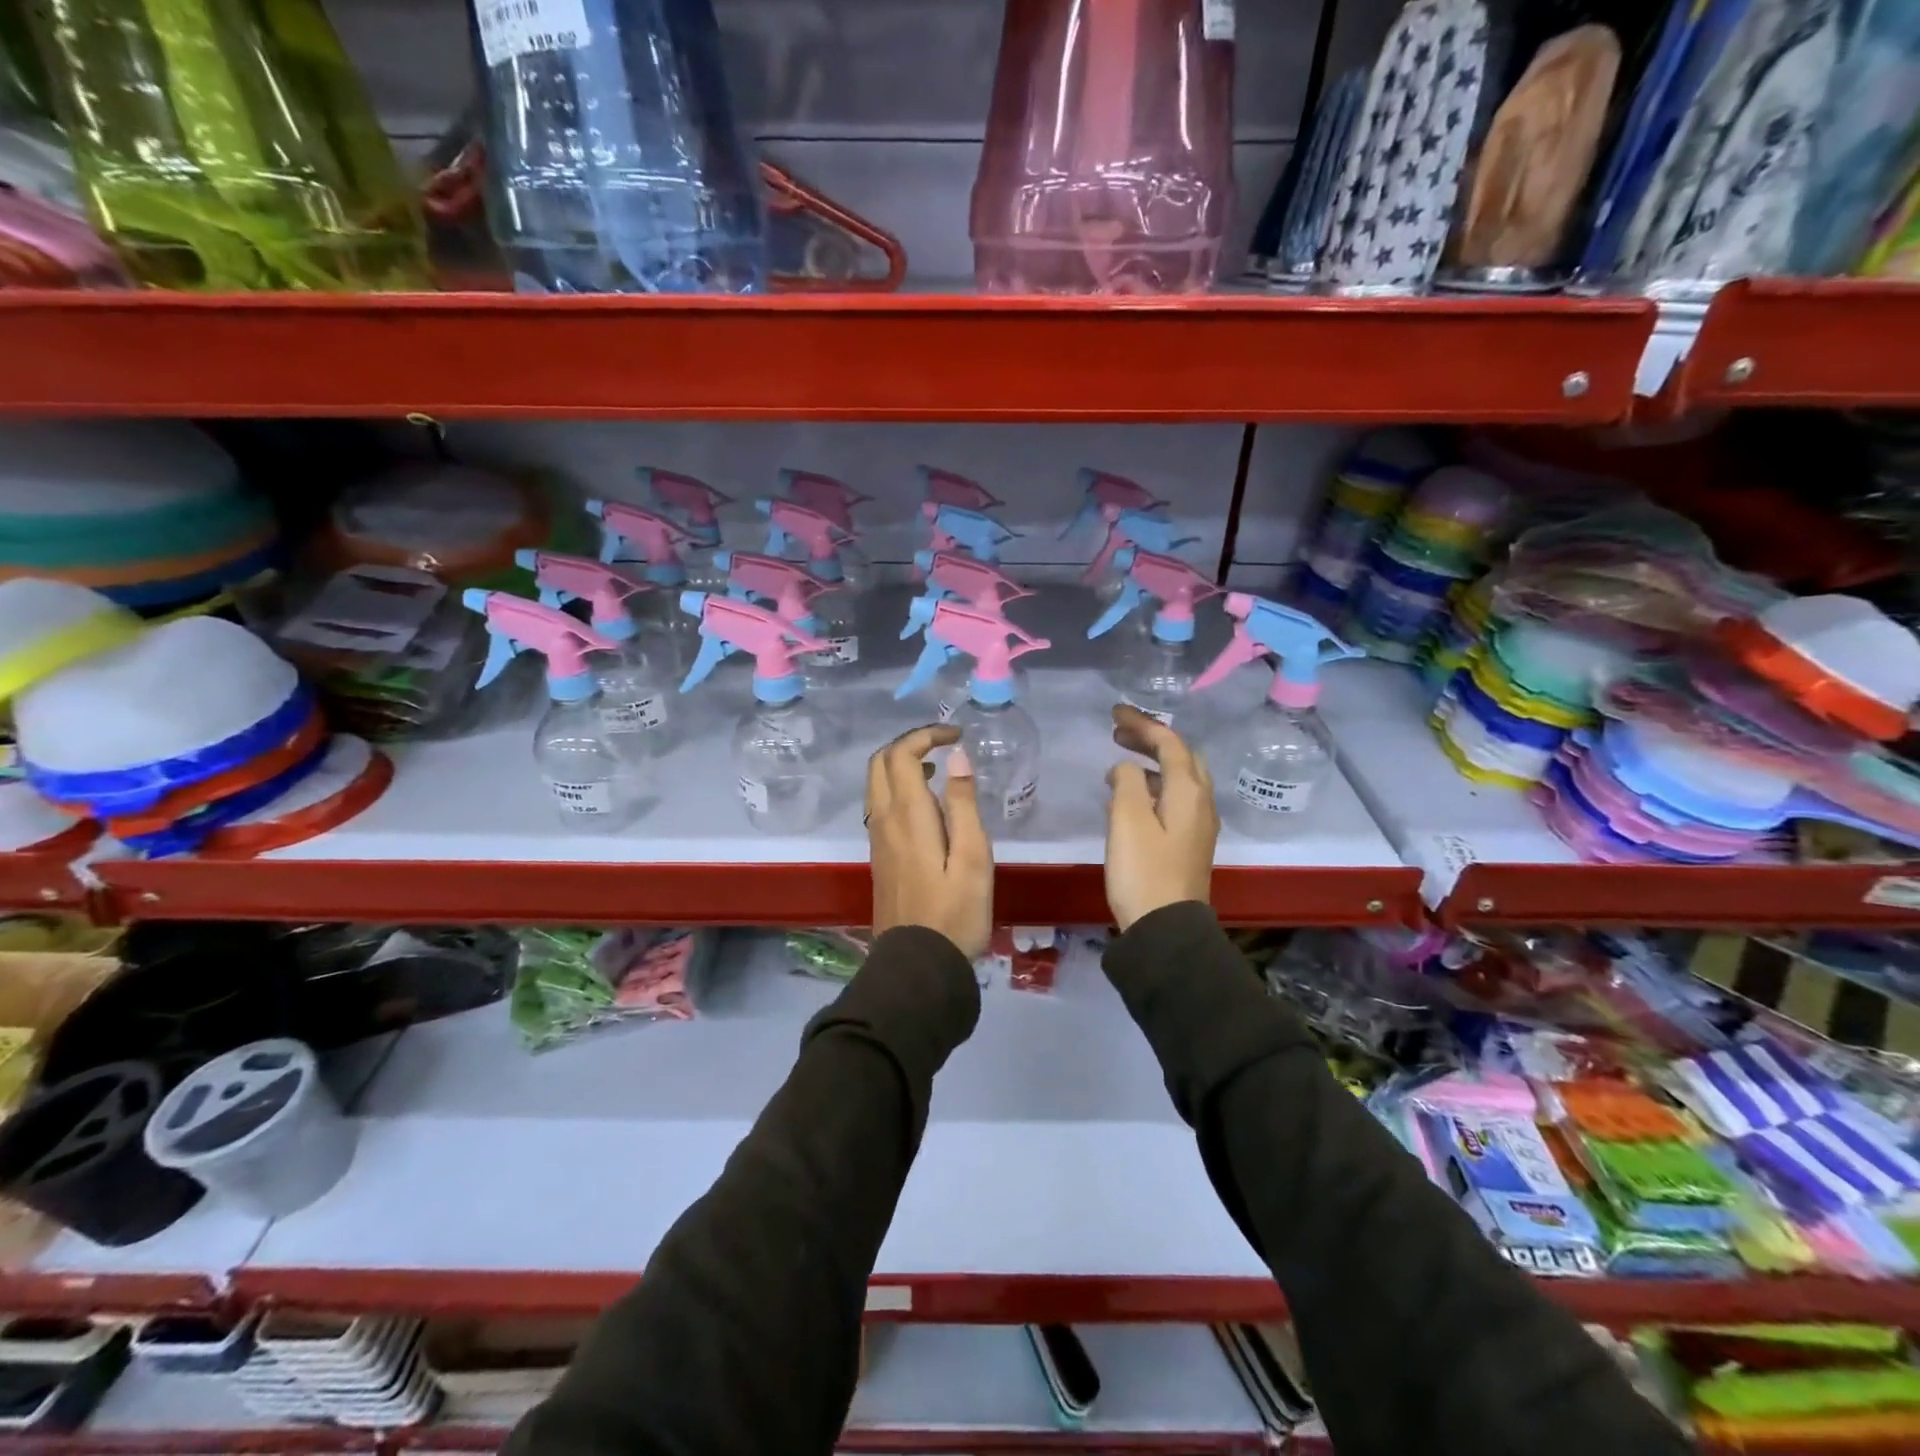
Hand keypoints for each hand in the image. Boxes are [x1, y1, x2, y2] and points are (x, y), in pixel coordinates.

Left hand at [866, 725, 992, 959]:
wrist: (918, 965)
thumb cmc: (955, 913)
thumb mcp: (973, 858)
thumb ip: (963, 804)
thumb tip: (957, 756)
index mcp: (907, 815)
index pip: (902, 754)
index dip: (926, 735)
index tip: (956, 735)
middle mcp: (884, 820)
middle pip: (879, 762)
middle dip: (909, 744)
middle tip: (943, 746)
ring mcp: (877, 839)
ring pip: (876, 784)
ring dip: (901, 765)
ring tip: (939, 771)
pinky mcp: (879, 856)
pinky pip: (880, 805)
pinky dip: (898, 788)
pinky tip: (927, 806)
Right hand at [1103, 705, 1217, 931]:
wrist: (1166, 929)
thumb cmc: (1143, 871)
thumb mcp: (1127, 820)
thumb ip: (1126, 782)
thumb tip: (1125, 768)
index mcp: (1189, 792)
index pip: (1169, 743)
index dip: (1143, 723)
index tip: (1114, 713)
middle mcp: (1201, 802)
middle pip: (1181, 756)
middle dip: (1151, 738)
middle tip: (1118, 732)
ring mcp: (1199, 824)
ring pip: (1180, 777)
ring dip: (1152, 761)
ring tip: (1120, 759)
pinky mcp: (1189, 842)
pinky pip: (1175, 797)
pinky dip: (1153, 784)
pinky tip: (1131, 795)